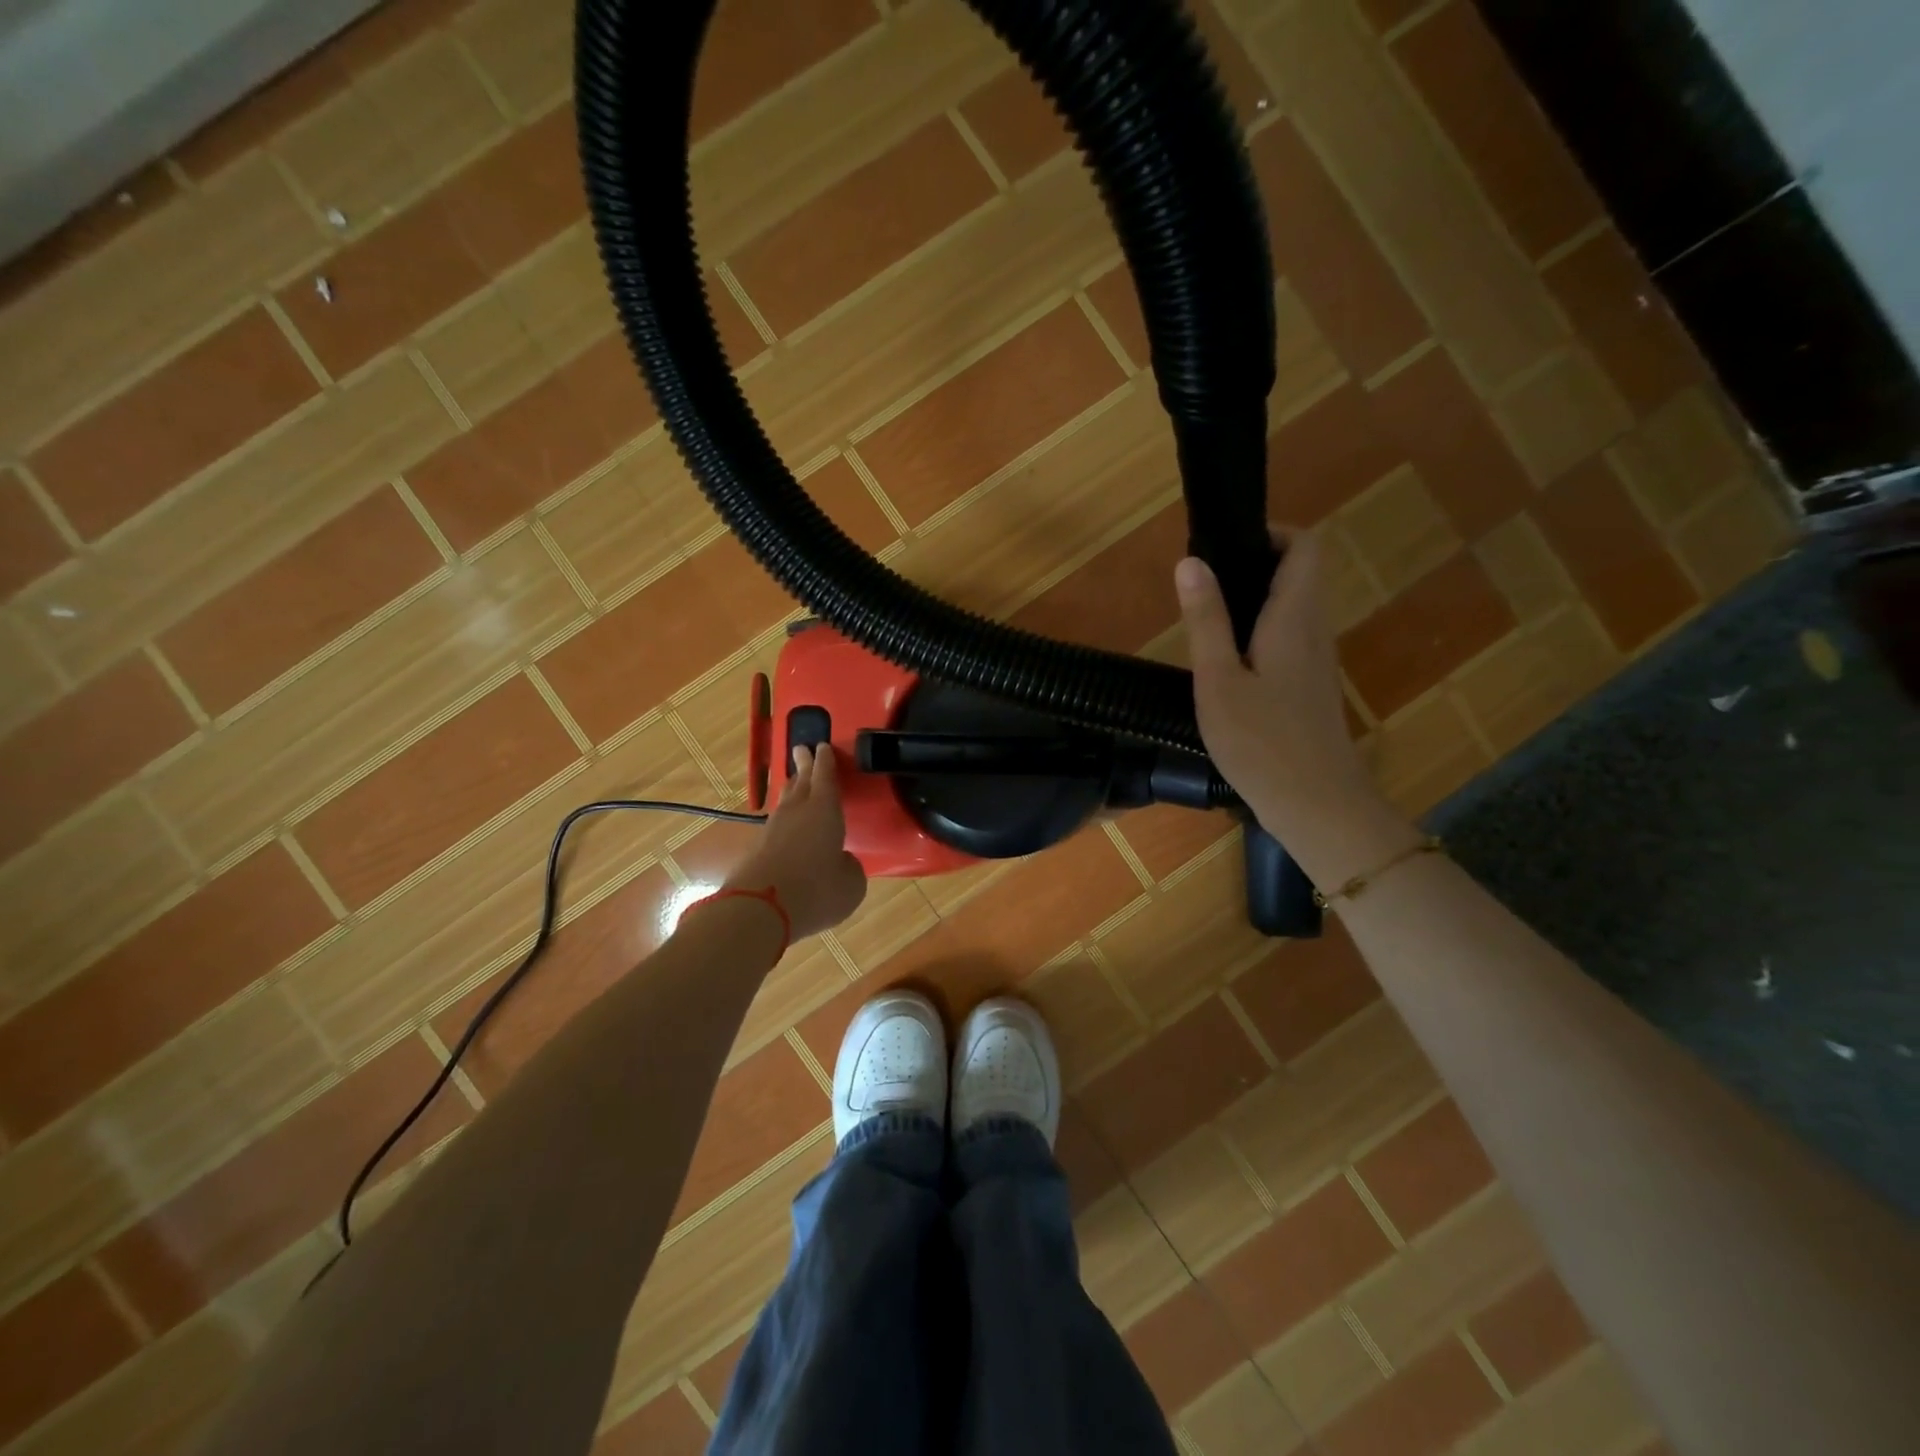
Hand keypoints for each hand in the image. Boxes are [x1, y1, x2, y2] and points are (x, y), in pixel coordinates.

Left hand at [724, 744, 866, 939]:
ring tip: (795, 782)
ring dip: (791, 790)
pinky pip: (776, 827)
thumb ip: (850, 867)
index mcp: (825, 810)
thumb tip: (841, 862)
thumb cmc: (817, 890)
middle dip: (803, 766)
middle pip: (800, 782)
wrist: (760, 909)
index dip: (826, 762)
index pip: (826, 778)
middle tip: (801, 749)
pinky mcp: (757, 851)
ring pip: (785, 803)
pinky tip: (786, 828)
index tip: (822, 746)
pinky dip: (784, 823)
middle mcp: (797, 813)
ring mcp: (772, 831)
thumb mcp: (851, 884)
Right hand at [1175, 527, 1387, 841]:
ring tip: (1204, 620)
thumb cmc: (1262, 743)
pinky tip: (1225, 663)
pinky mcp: (1310, 687)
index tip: (1225, 547)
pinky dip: (1259, 631)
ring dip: (1254, 600)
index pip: (1305, 547)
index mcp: (1294, 619)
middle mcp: (1314, 631)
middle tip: (1201, 586)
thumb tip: (1191, 562)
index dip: (1271, 534)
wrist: (1317, 806)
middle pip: (1299, 574)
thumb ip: (1205, 621)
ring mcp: (1316, 661)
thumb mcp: (1218, 681)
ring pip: (1293, 607)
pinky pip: (1288, 637)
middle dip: (1253, 565)